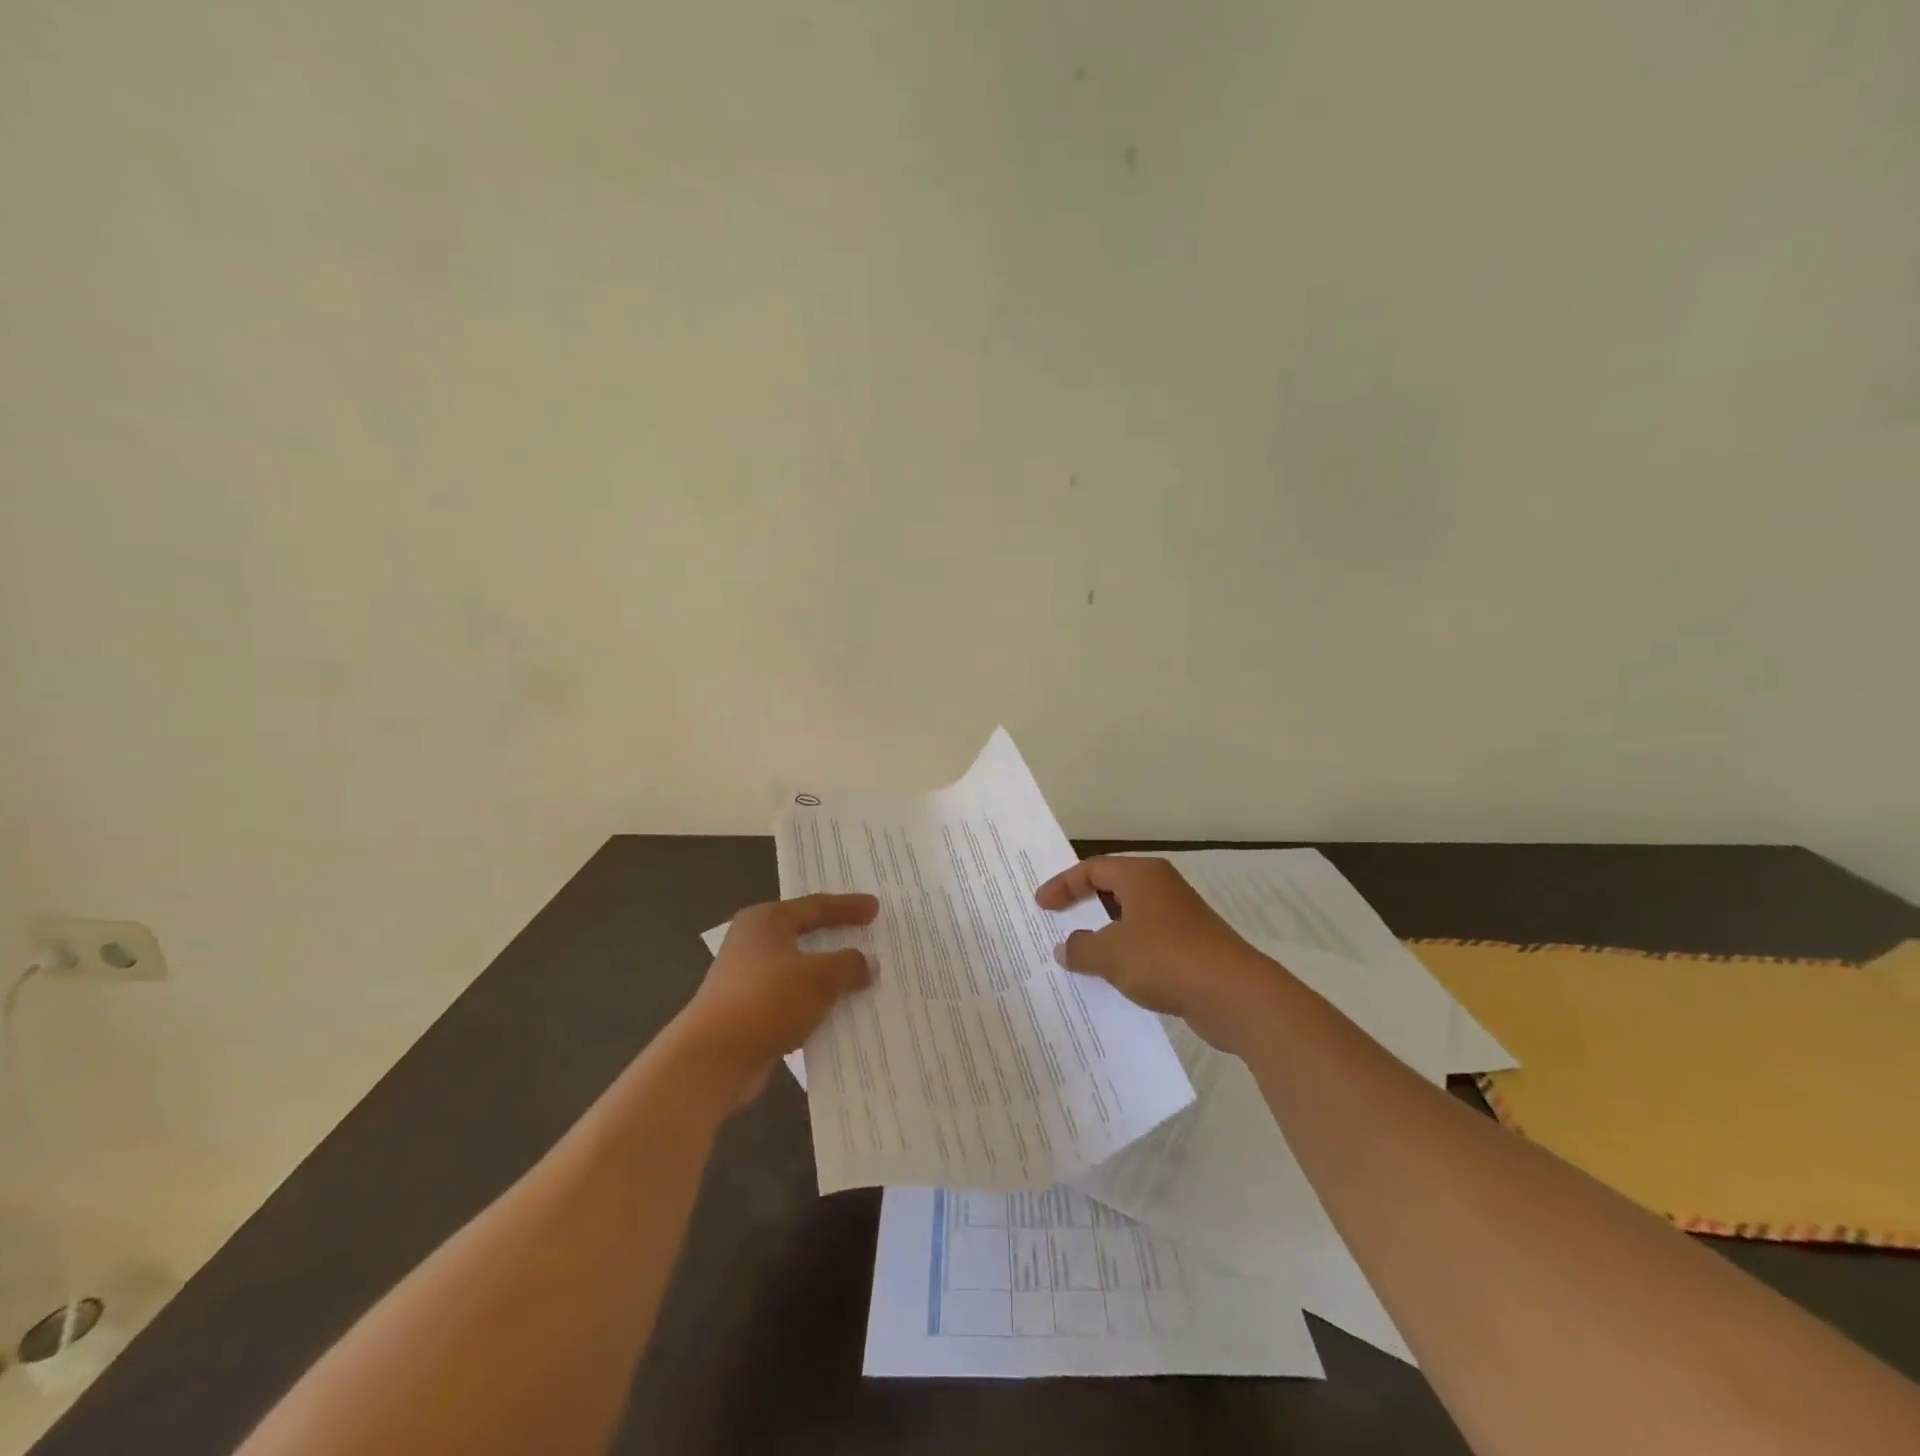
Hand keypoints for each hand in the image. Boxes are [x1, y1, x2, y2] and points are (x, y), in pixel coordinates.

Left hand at [674, 892, 877, 1100]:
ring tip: (862, 977)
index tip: (876, 908)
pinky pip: (793, 1000)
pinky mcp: (749, 1012)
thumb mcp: (820, 977)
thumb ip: (849, 965)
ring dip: (829, 976)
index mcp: (766, 921)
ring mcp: (748, 979)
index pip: (816, 906)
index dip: (848, 906)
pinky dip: (815, 1003)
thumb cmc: (768, 1000)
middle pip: (805, 934)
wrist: (713, 1059)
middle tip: (868, 934)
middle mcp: (753, 943)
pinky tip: (839, 1013)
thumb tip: (868, 963)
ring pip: (800, 970)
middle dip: (838, 939)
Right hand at [1035, 856, 1276, 1052]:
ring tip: (1078, 954)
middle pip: (1112, 889)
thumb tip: (1065, 948)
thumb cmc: (1165, 959)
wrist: (1234, 995)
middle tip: (1056, 922)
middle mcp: (1161, 888)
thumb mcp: (1110, 954)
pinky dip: (1126, 954)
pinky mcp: (1191, 947)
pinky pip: (1147, 943)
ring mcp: (1179, 918)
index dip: (1063, 885)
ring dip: (1104, 934)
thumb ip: (1080, 948)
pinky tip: (1113, 977)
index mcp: (1142, 876)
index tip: (1041, 906)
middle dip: (1083, 906)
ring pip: (1130, 918)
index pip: (1092, 869)